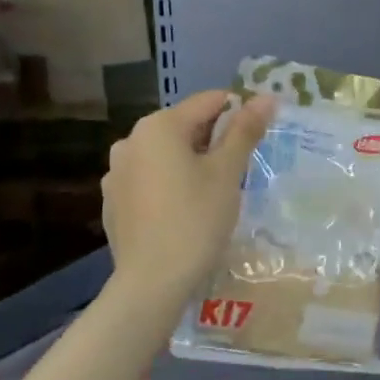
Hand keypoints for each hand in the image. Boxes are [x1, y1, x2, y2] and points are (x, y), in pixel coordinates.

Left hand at [101, 89, 274, 301]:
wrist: (152, 282)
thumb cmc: (196, 220)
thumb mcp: (227, 173)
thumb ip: (245, 130)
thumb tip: (267, 97)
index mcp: (159, 126)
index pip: (209, 102)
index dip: (239, 114)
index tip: (259, 137)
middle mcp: (130, 140)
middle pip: (184, 127)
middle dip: (214, 141)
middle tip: (239, 171)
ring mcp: (116, 172)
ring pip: (165, 155)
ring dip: (191, 163)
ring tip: (212, 194)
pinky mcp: (113, 201)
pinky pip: (149, 180)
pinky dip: (169, 186)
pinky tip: (183, 213)